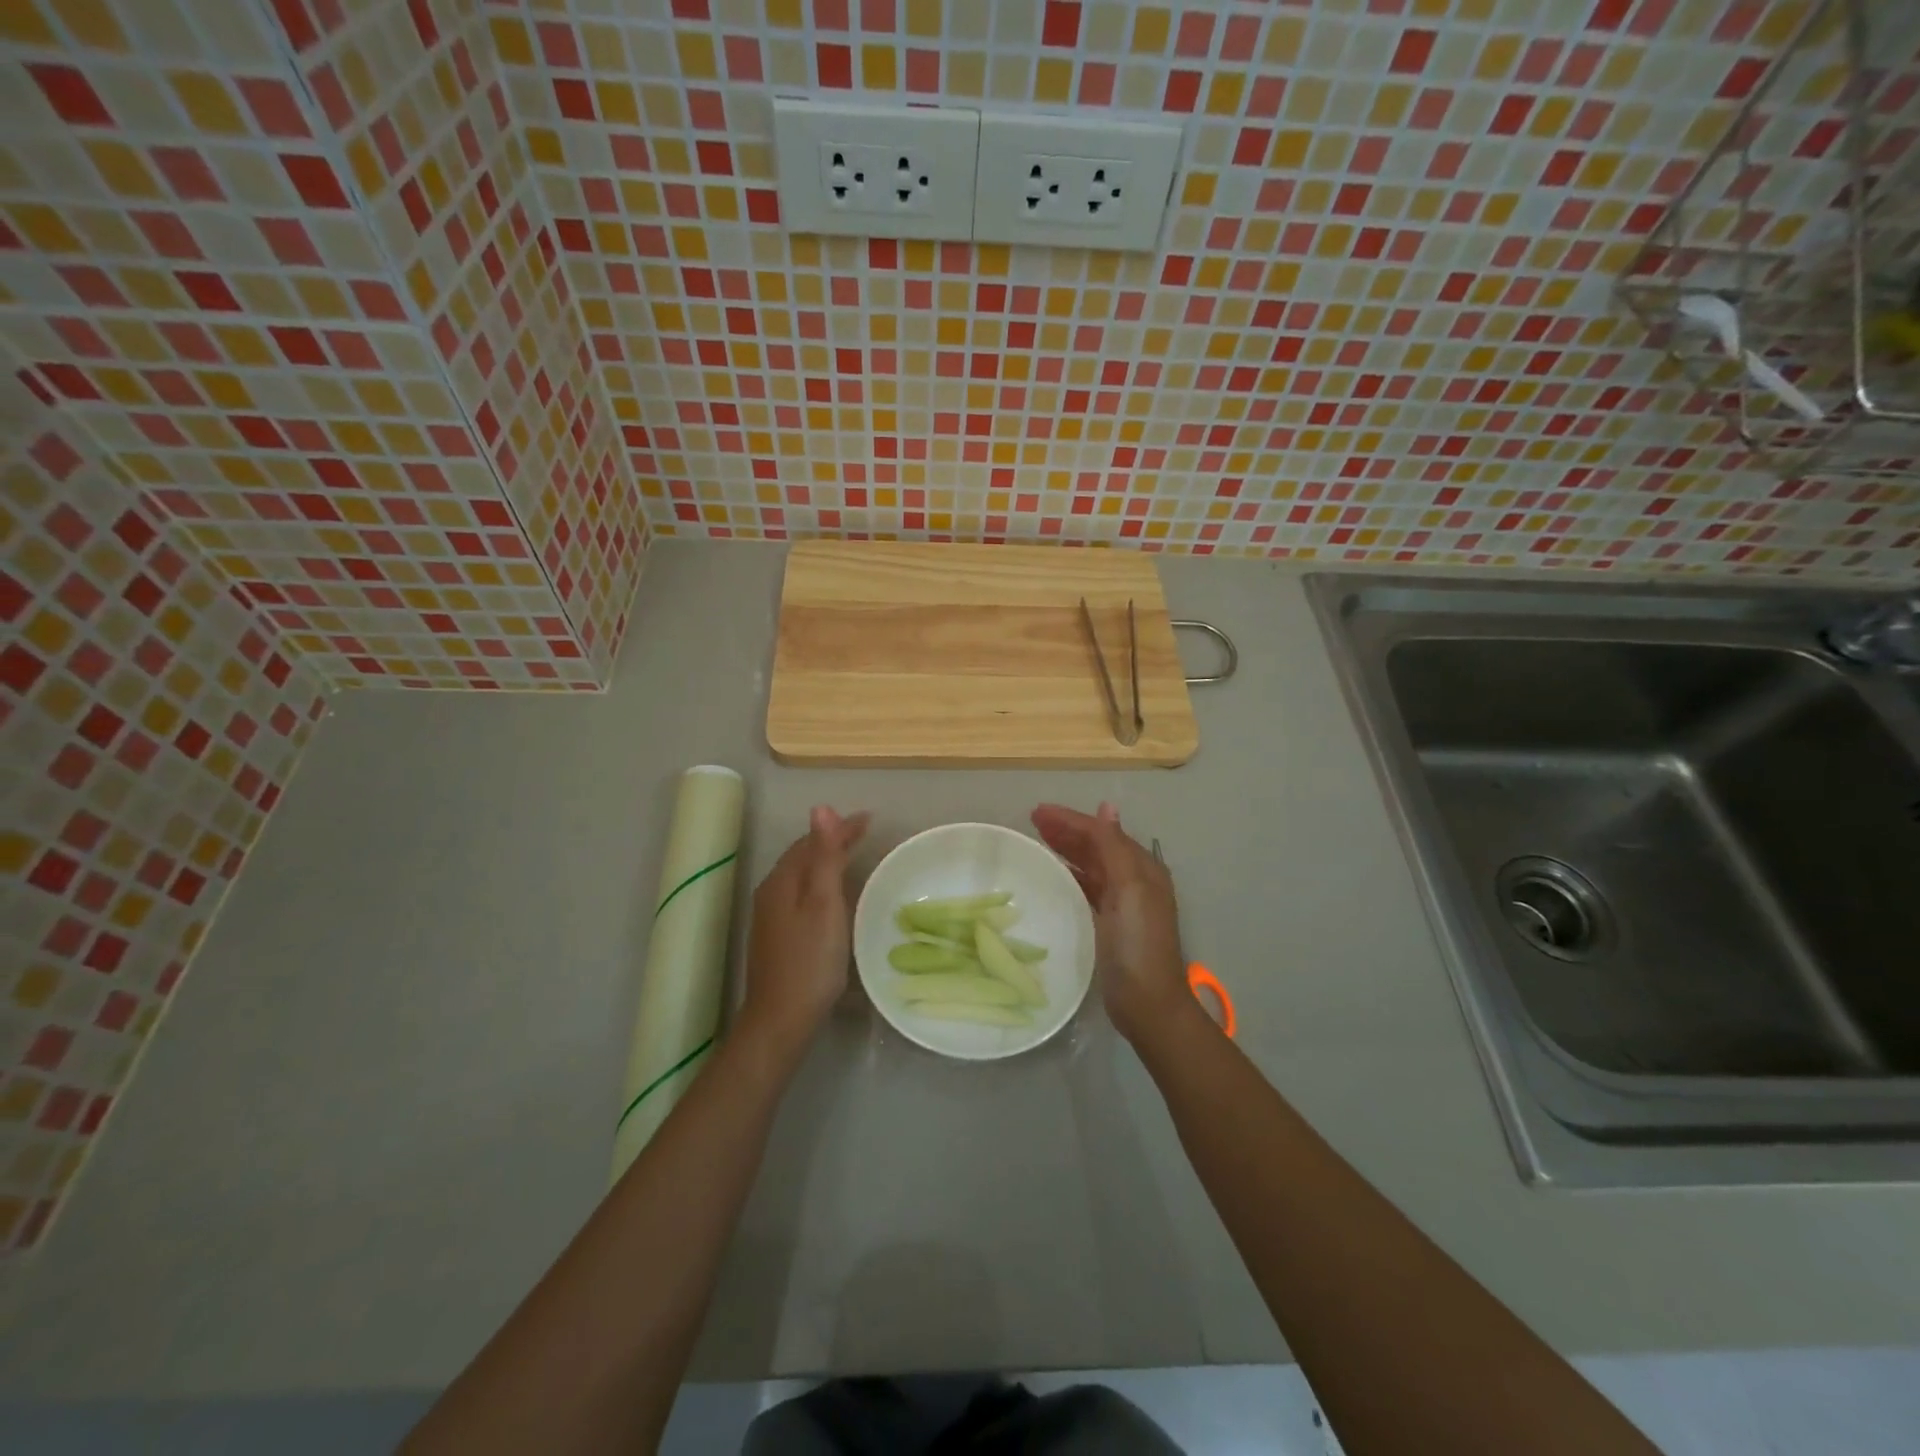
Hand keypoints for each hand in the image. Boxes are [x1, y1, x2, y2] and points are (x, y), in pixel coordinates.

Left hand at [741, 806, 869, 1049]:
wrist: (781, 1019)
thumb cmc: (810, 960)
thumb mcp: (823, 904)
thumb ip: (824, 857)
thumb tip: (820, 808)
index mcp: (783, 881)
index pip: (812, 841)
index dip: (840, 828)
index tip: (870, 819)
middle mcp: (772, 892)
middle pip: (804, 856)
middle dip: (833, 841)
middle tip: (864, 833)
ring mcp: (772, 916)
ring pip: (802, 876)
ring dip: (827, 861)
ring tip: (854, 857)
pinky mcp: (778, 936)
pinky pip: (801, 895)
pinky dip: (821, 884)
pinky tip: (834, 896)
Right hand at [1031, 802, 1193, 1043]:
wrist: (1148, 1004)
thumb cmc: (1138, 944)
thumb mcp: (1130, 890)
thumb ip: (1115, 848)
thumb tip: (1106, 807)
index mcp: (1142, 868)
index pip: (1102, 832)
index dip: (1070, 819)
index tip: (1036, 812)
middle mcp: (1134, 880)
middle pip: (1096, 846)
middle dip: (1067, 830)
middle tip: (1032, 821)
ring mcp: (1122, 903)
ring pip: (1090, 865)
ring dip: (1067, 849)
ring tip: (1038, 840)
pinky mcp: (1109, 923)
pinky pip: (1086, 887)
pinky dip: (1070, 875)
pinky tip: (1053, 875)